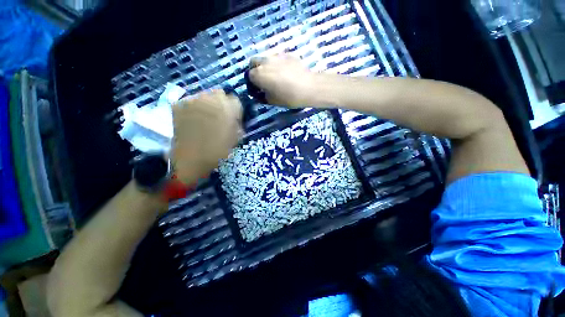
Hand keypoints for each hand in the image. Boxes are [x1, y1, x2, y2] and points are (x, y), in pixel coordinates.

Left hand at [172, 90, 242, 183]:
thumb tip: (235, 119)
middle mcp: (211, 98)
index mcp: (228, 108)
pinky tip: (192, 120)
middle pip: (219, 93)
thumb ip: (237, 124)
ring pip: (203, 96)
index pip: (235, 101)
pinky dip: (192, 108)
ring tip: (204, 119)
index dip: (235, 110)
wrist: (192, 159)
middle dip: (221, 103)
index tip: (232, 119)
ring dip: (206, 104)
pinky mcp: (179, 104)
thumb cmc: (219, 150)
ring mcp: (192, 100)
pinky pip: (189, 101)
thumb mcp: (236, 138)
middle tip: (218, 117)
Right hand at [249, 54, 315, 106]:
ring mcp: (276, 56)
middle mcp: (264, 62)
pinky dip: (277, 64)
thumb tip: (260, 93)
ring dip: (266, 66)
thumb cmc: (288, 97)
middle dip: (255, 70)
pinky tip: (285, 73)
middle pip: (254, 62)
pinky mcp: (287, 54)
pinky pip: (277, 58)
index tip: (257, 90)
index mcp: (258, 74)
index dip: (251, 84)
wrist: (308, 87)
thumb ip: (262, 96)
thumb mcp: (272, 101)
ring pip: (265, 59)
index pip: (248, 76)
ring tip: (275, 77)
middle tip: (263, 81)